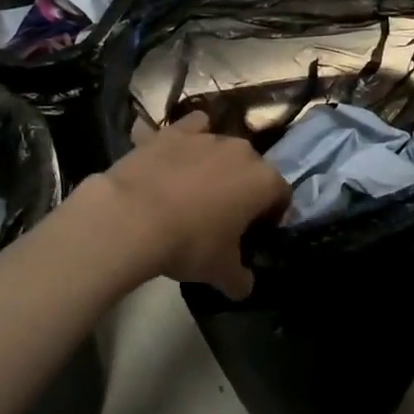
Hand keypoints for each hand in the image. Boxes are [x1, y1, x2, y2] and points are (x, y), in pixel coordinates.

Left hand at [85, 112, 291, 299]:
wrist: (132, 216)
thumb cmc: (189, 244)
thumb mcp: (221, 272)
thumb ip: (241, 279)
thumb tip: (244, 286)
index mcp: (264, 181)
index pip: (282, 195)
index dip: (272, 216)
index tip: (254, 235)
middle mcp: (242, 151)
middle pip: (253, 169)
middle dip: (244, 189)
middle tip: (224, 217)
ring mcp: (206, 136)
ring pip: (222, 148)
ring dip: (217, 166)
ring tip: (195, 192)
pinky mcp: (172, 131)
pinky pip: (192, 128)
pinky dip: (190, 139)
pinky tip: (178, 157)